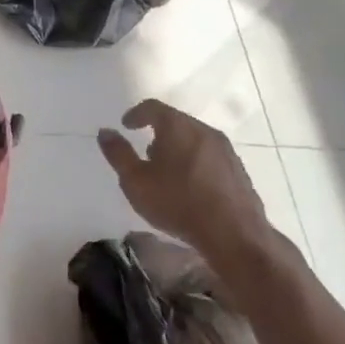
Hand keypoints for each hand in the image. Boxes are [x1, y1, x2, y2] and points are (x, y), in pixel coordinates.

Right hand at [98, 100, 281, 280]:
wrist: (235, 235)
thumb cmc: (178, 203)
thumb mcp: (136, 181)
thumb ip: (118, 154)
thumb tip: (105, 132)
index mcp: (177, 126)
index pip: (153, 107)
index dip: (136, 114)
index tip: (126, 125)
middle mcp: (203, 130)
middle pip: (176, 122)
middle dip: (158, 133)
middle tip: (145, 152)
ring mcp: (225, 150)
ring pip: (195, 140)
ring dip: (178, 148)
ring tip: (167, 172)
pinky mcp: (239, 171)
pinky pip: (210, 157)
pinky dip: (195, 163)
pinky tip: (190, 187)